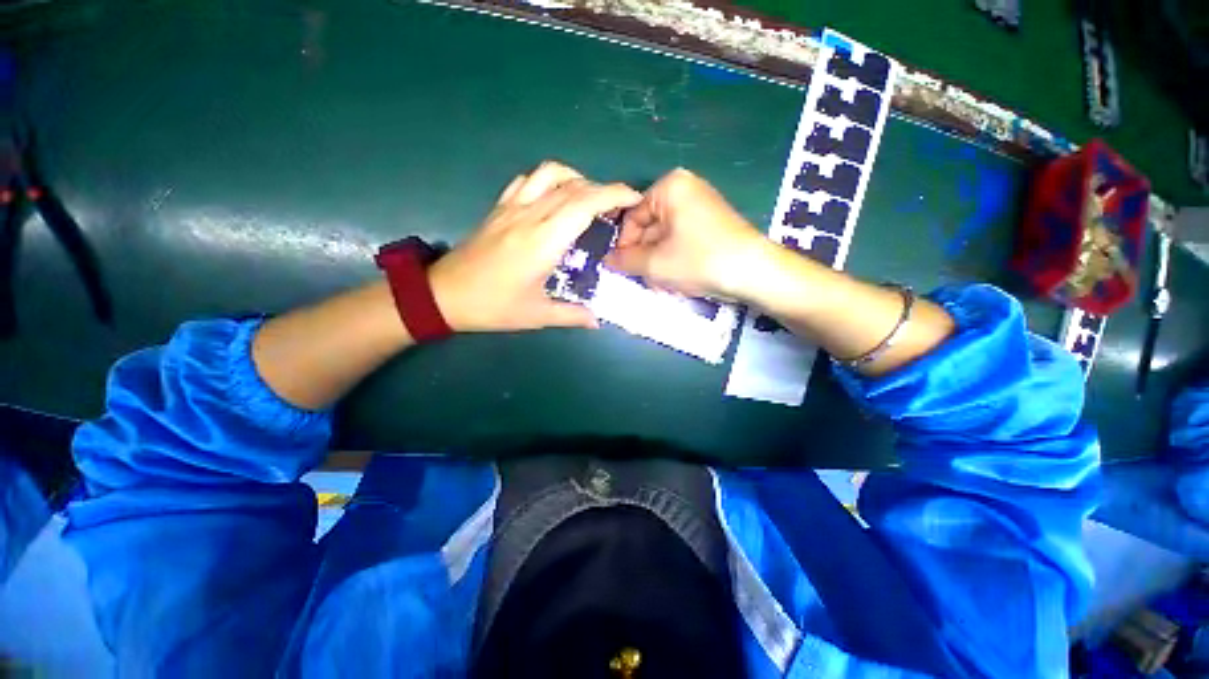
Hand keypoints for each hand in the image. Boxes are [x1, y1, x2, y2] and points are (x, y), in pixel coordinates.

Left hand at [429, 161, 641, 332]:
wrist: (444, 294)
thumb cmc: (493, 306)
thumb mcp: (537, 316)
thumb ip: (572, 315)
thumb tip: (597, 319)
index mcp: (543, 241)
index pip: (584, 203)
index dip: (613, 195)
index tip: (634, 199)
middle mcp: (530, 216)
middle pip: (574, 186)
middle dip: (604, 190)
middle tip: (619, 208)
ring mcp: (512, 207)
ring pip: (550, 173)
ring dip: (577, 179)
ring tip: (589, 200)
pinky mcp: (499, 207)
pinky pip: (528, 180)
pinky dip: (549, 180)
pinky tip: (555, 198)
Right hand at [604, 168, 767, 299]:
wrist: (753, 272)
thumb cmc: (699, 260)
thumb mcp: (654, 263)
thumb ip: (625, 260)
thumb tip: (607, 260)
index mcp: (669, 187)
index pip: (633, 216)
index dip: (624, 245)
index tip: (621, 268)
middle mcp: (686, 189)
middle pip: (650, 227)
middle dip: (644, 257)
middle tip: (643, 280)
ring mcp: (701, 205)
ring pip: (665, 237)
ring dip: (658, 262)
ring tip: (661, 284)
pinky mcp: (712, 223)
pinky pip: (682, 240)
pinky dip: (675, 259)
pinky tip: (677, 279)